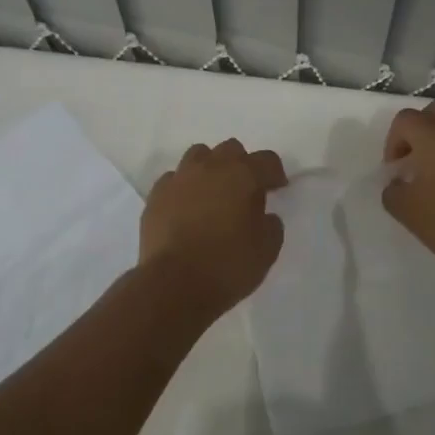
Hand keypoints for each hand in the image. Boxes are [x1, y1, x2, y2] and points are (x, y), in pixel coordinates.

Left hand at [140, 138, 287, 319]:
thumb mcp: (267, 250)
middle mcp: (210, 167)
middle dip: (241, 165)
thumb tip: (264, 216)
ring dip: (210, 169)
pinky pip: (174, 179)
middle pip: (230, 149)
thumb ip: (271, 225)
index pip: (267, 160)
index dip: (275, 173)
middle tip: (244, 191)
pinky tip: (186, 208)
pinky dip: (184, 188)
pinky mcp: (156, 195)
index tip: (278, 189)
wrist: (173, 285)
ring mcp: (179, 178)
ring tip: (213, 194)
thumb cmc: (227, 265)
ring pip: (198, 156)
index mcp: (242, 175)